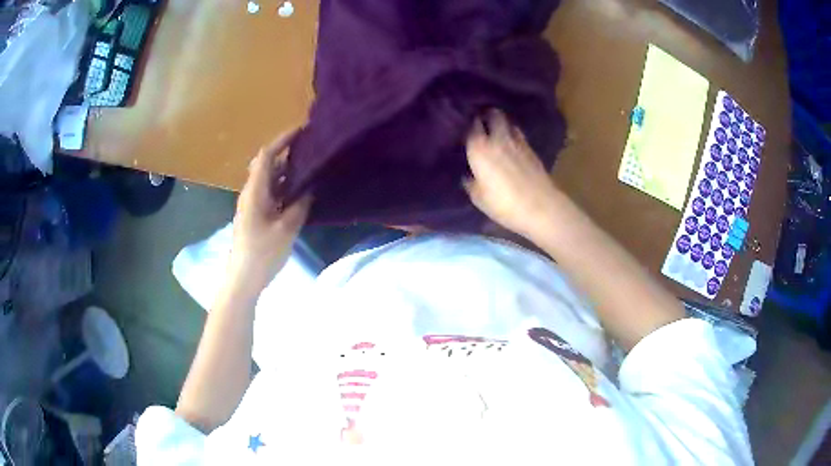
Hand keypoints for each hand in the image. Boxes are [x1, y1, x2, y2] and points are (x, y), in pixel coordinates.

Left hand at [229, 131, 311, 293]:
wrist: (243, 279)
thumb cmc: (263, 253)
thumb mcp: (286, 228)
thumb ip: (300, 205)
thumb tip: (310, 188)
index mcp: (255, 191)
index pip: (266, 155)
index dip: (282, 140)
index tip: (301, 131)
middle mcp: (251, 193)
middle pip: (267, 165)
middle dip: (286, 154)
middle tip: (309, 149)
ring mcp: (252, 205)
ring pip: (269, 180)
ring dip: (286, 172)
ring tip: (309, 168)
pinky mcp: (255, 217)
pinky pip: (270, 194)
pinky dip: (284, 188)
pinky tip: (300, 193)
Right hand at [463, 110, 561, 239]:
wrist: (541, 207)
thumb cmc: (503, 204)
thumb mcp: (478, 198)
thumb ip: (470, 182)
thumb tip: (468, 174)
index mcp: (479, 148)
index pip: (471, 125)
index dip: (467, 123)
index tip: (464, 127)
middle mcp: (498, 138)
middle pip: (493, 115)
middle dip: (487, 115)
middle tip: (481, 121)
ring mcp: (518, 141)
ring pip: (508, 122)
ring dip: (502, 123)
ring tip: (497, 131)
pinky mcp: (532, 149)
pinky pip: (519, 135)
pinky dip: (513, 135)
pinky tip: (511, 144)